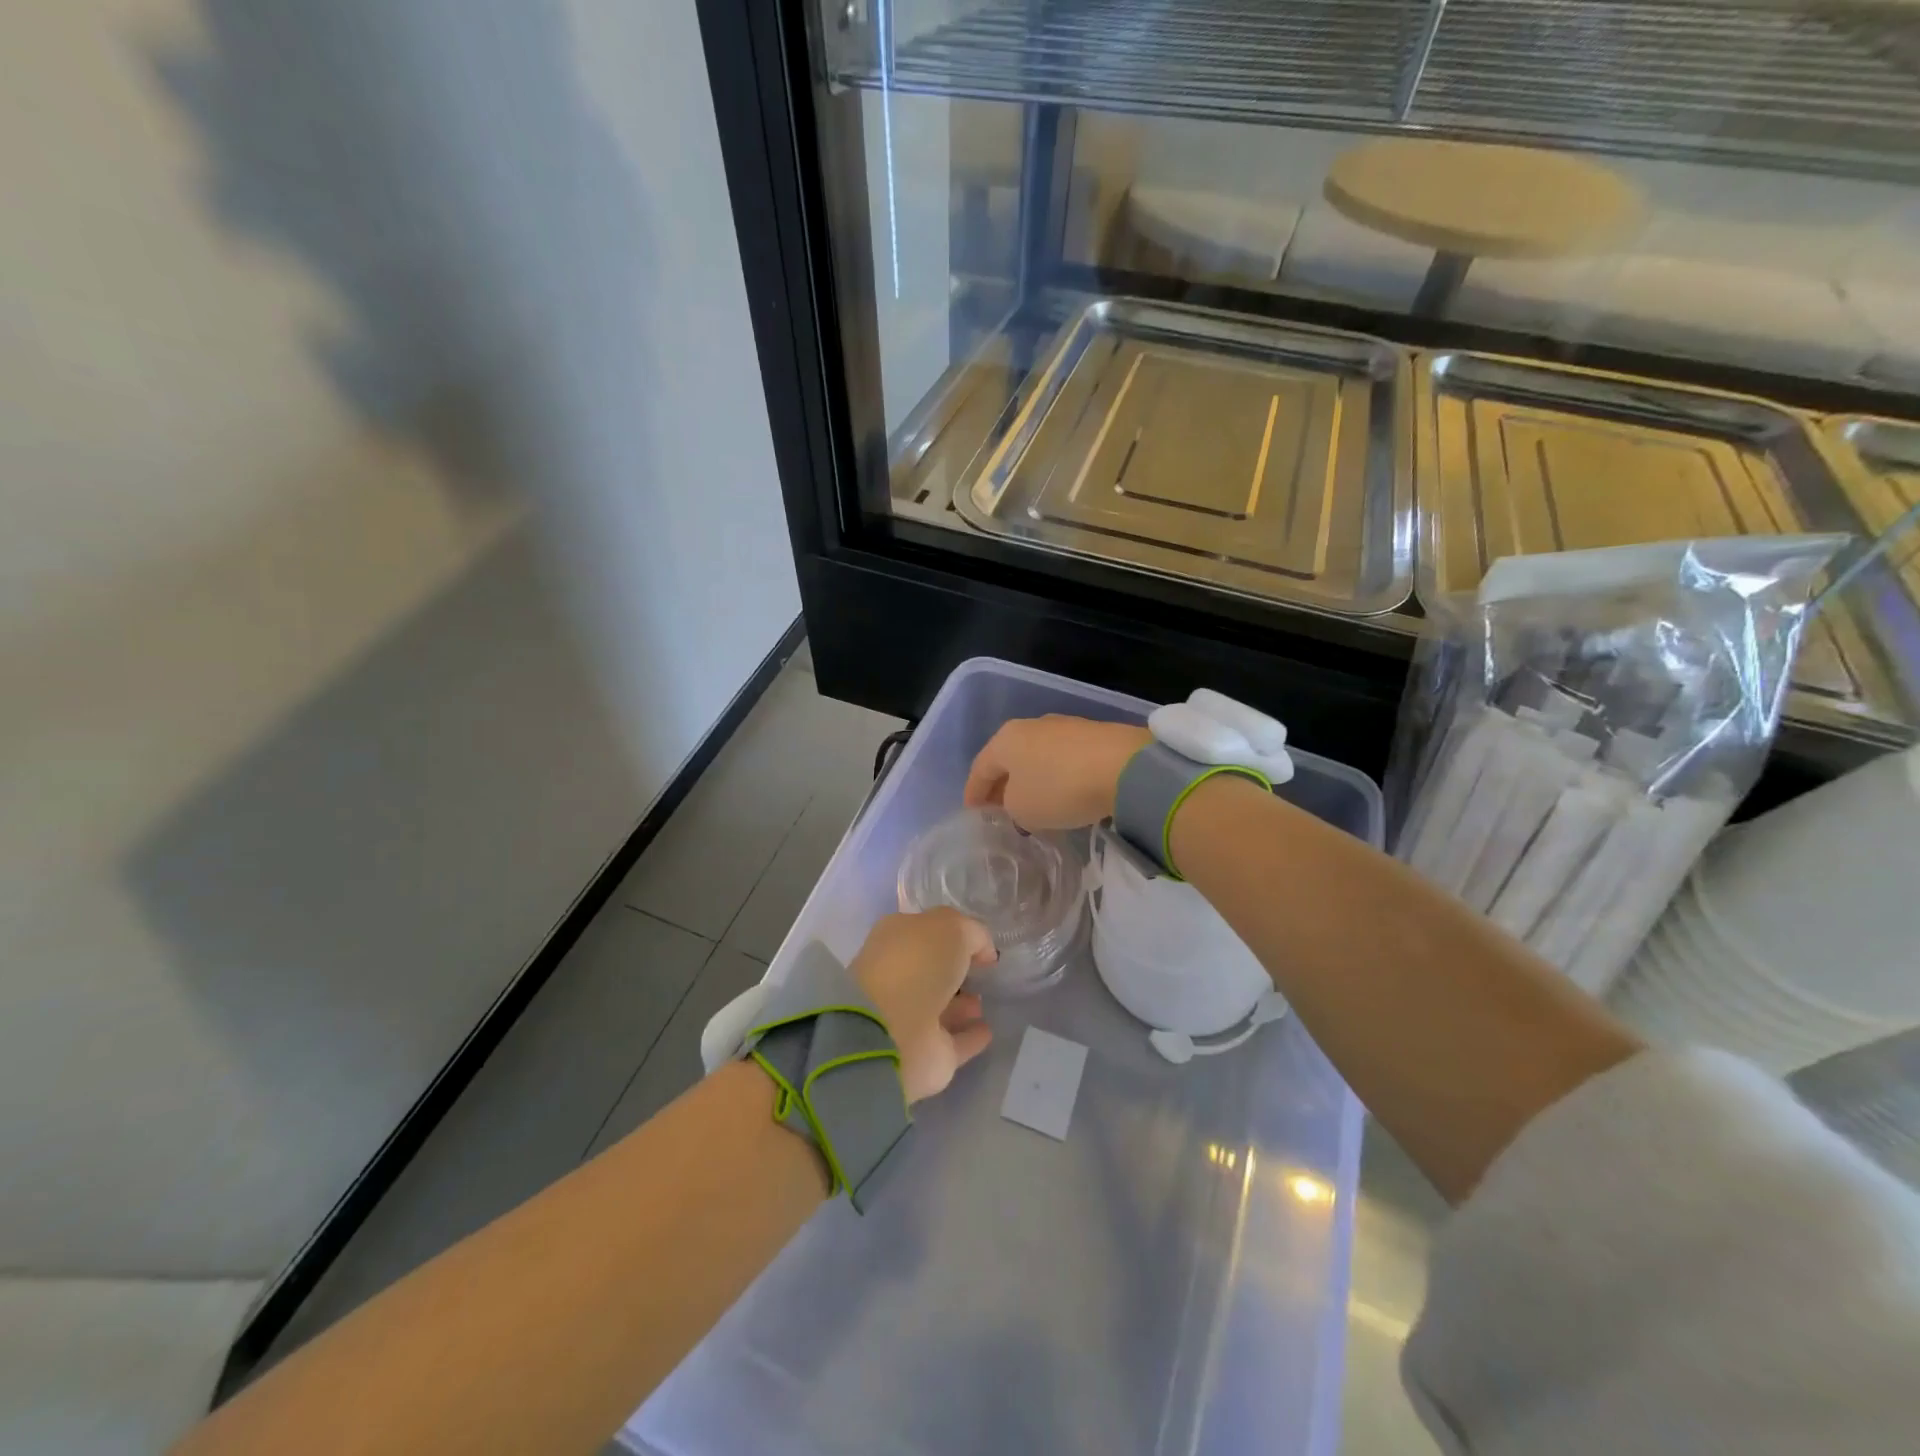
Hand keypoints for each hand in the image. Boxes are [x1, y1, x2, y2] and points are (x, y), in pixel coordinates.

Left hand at [851, 909, 996, 1102]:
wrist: (891, 1032)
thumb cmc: (916, 965)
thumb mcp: (951, 928)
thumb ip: (972, 933)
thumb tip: (984, 953)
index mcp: (895, 940)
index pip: (926, 933)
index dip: (952, 935)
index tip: (980, 944)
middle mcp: (899, 977)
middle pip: (931, 971)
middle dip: (955, 972)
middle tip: (983, 973)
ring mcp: (909, 1018)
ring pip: (941, 1008)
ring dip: (962, 1005)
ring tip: (983, 1002)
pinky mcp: (925, 1055)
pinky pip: (953, 1042)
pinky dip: (969, 1037)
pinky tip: (987, 1031)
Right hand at [963, 716, 1151, 830]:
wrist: (1125, 767)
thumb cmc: (1060, 788)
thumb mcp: (1023, 809)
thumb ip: (1010, 807)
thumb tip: (1020, 802)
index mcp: (1005, 739)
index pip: (980, 768)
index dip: (973, 793)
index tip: (972, 813)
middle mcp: (1031, 725)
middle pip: (1008, 759)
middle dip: (1002, 785)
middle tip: (1000, 810)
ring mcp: (1064, 727)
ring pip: (1036, 757)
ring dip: (1031, 780)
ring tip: (1033, 804)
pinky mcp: (1092, 735)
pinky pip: (1063, 759)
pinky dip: (1056, 777)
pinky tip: (1063, 794)